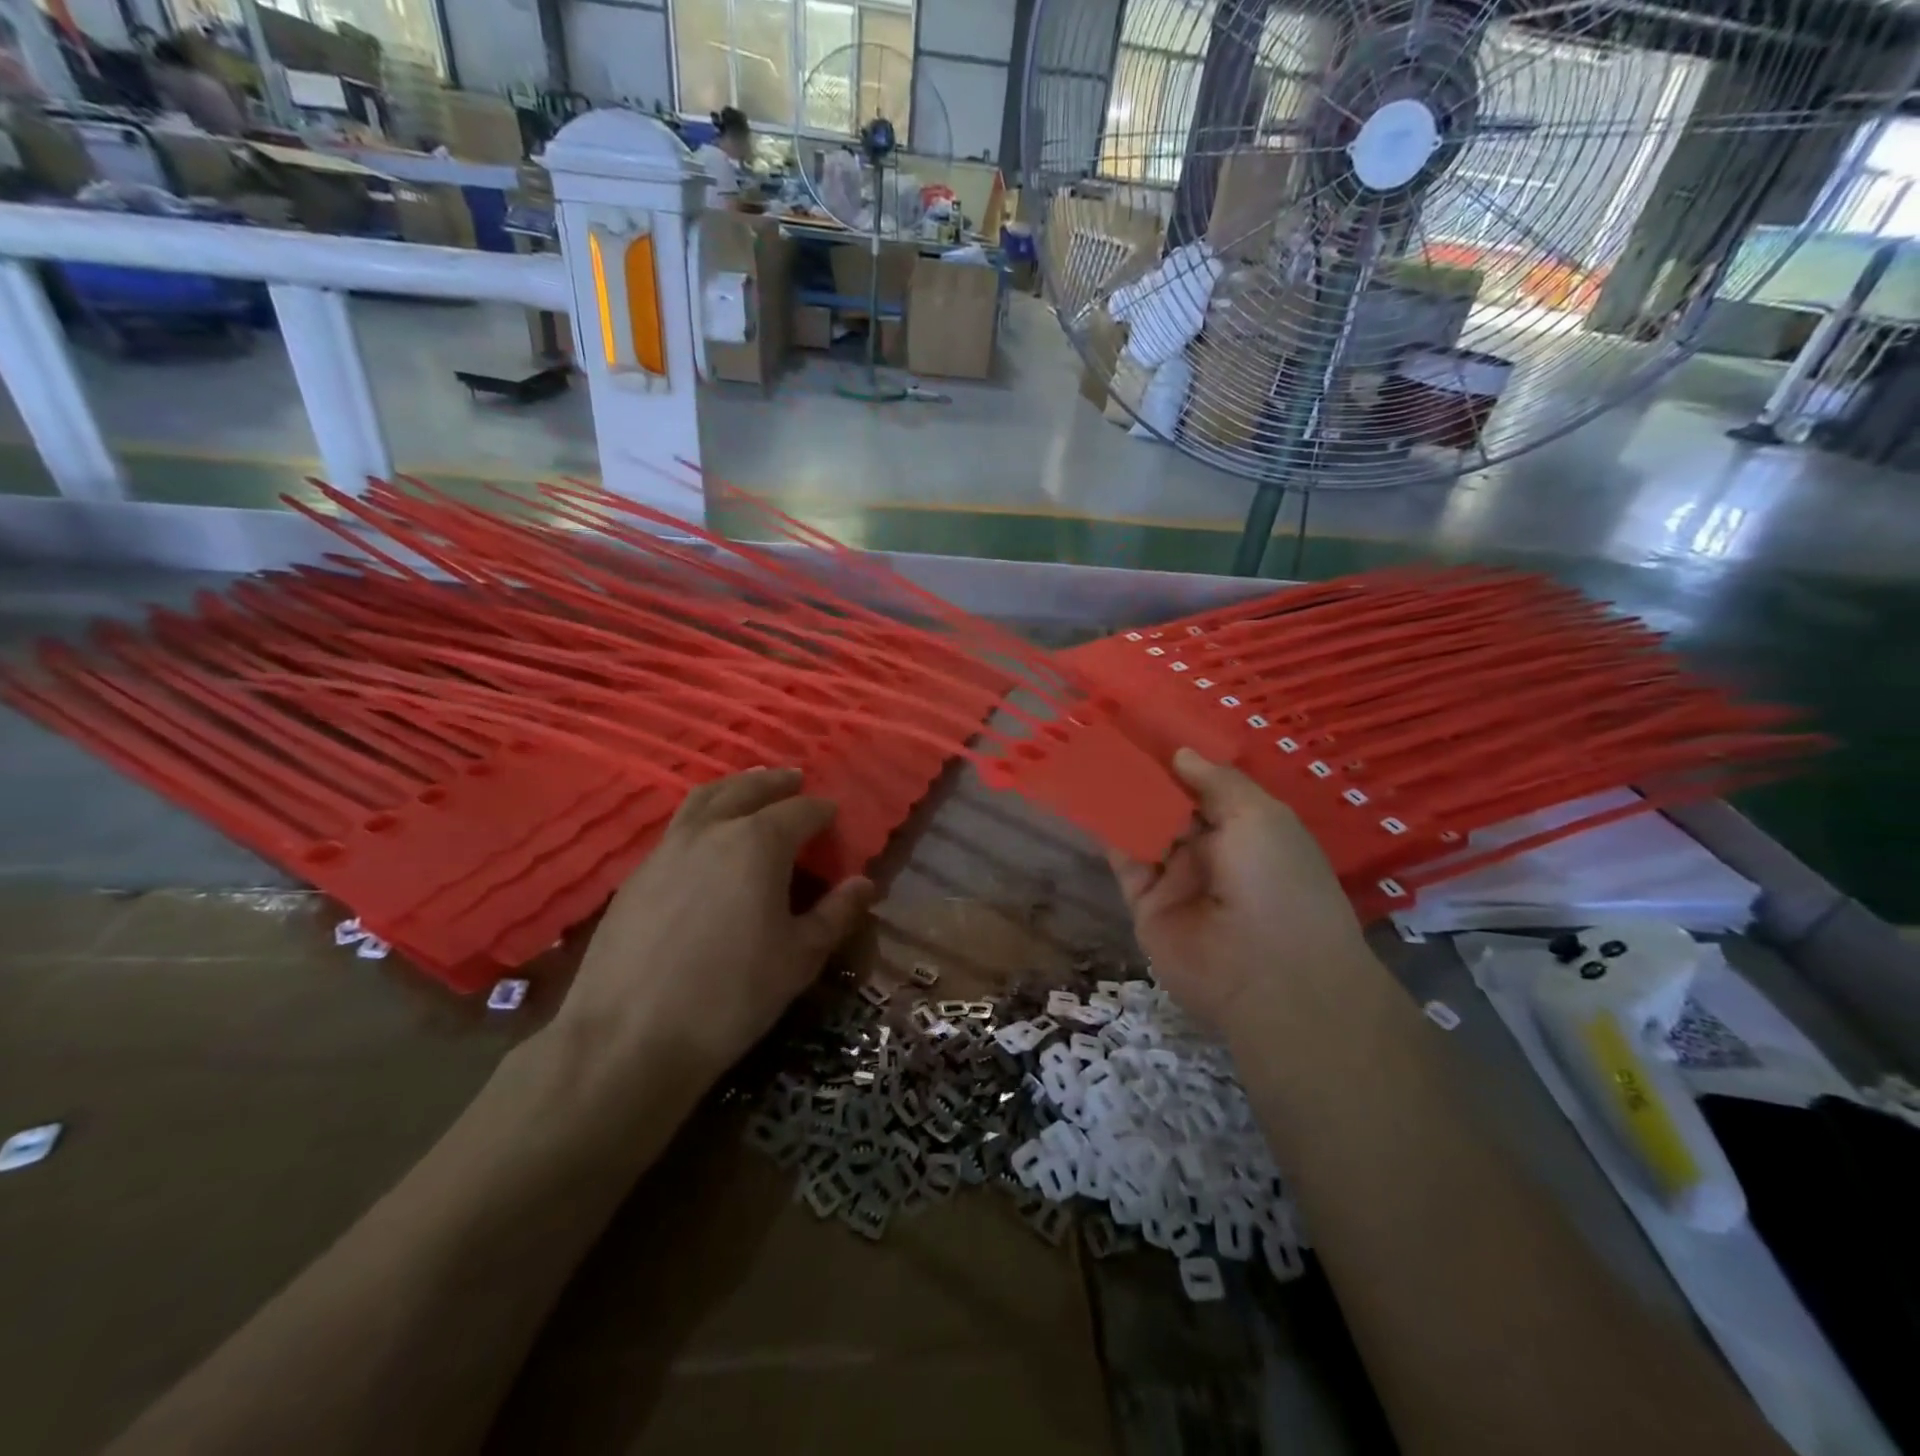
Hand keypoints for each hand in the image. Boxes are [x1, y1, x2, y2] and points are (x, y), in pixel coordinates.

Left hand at [551, 767, 873, 1088]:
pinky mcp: (635, 874)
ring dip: (734, 788)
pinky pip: (677, 827)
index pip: (801, 811)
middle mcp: (712, 831)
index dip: (822, 811)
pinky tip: (706, 840)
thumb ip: (835, 914)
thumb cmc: (730, 996)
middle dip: (776, 783)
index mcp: (758, 843)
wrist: (628, 1037)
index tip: (835, 816)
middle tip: (795, 780)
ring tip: (750, 788)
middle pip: (748, 789)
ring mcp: (667, 848)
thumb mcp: (799, 958)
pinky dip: (701, 816)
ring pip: (704, 799)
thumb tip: (864, 884)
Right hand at [1109, 748, 1376, 1039]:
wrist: (1270, 975)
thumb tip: (1180, 754)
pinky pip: (1123, 860)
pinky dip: (1106, 830)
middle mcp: (1210, 851)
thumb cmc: (1278, 881)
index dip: (1177, 761)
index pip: (1204, 788)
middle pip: (1169, 805)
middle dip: (1144, 775)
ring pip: (1142, 828)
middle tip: (1107, 734)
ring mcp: (1176, 878)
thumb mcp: (1260, 817)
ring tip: (1089, 754)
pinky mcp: (1144, 903)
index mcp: (1246, 829)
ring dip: (1120, 797)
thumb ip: (1216, 782)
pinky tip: (1087, 795)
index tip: (1145, 726)